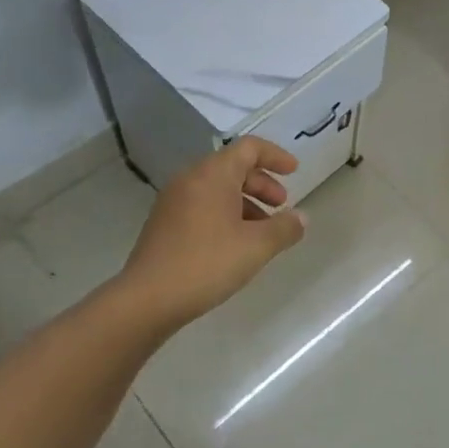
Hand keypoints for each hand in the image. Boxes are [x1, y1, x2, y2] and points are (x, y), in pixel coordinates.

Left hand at [115, 138, 307, 332]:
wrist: (147, 299)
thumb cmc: (207, 263)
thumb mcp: (257, 246)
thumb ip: (285, 228)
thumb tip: (301, 217)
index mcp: (213, 174)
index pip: (249, 148)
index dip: (275, 156)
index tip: (295, 172)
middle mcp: (190, 179)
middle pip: (233, 167)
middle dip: (262, 183)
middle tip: (282, 206)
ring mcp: (173, 201)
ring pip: (217, 189)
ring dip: (246, 202)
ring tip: (263, 232)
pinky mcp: (164, 224)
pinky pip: (202, 206)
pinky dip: (226, 214)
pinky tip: (236, 244)